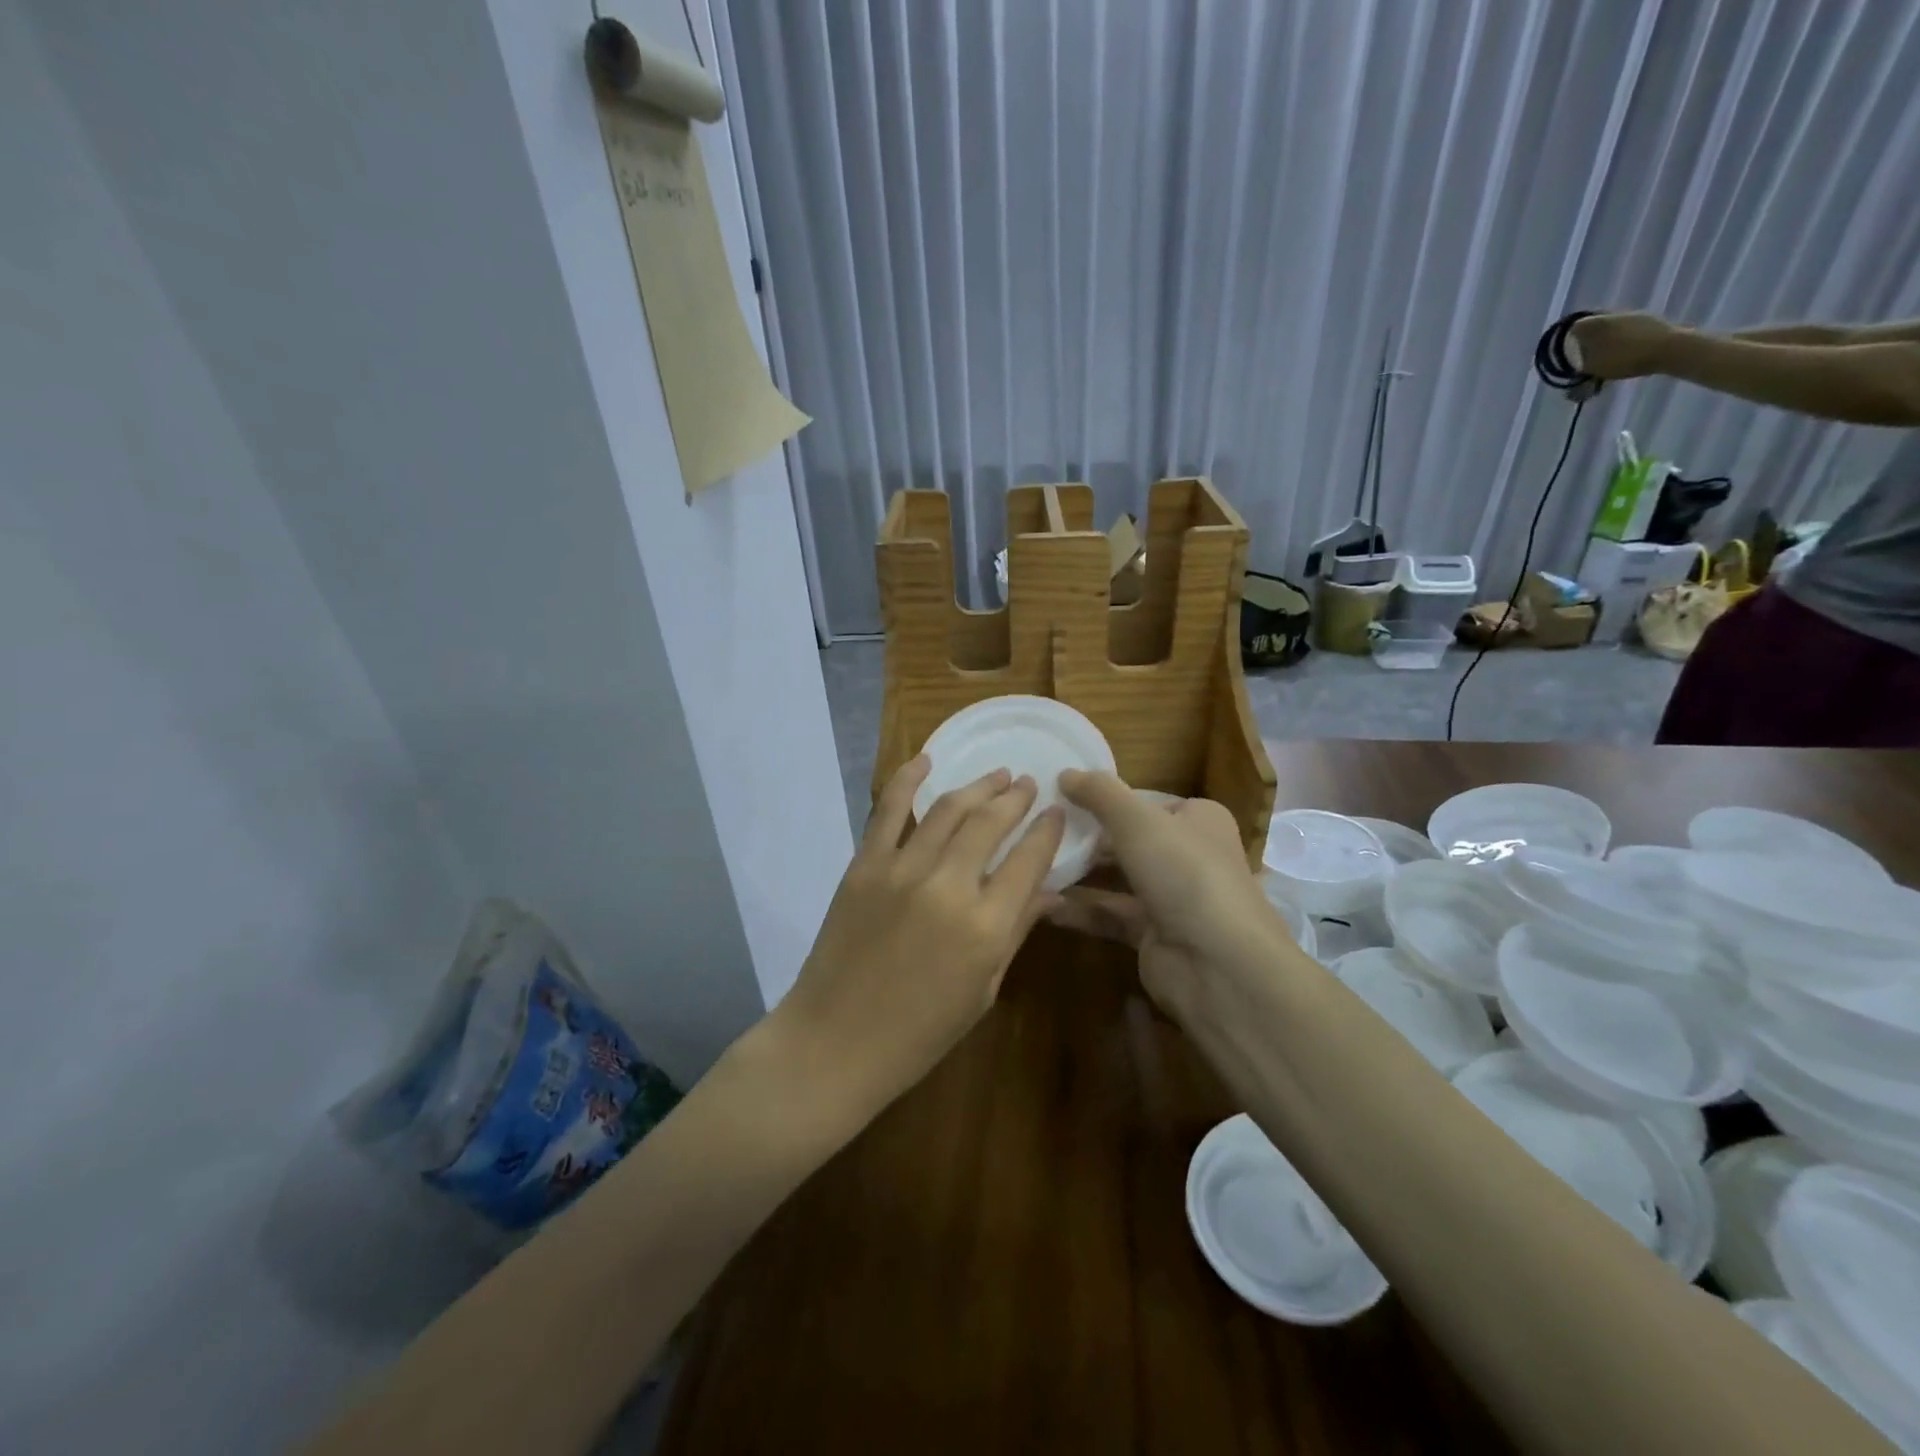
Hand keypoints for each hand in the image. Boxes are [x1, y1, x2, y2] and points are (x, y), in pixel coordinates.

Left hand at [771, 756, 1064, 1113]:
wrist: (836, 1041)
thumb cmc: (919, 1033)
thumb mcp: (983, 991)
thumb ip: (1016, 932)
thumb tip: (1050, 892)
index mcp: (986, 927)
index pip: (1029, 861)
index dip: (1047, 831)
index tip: (1057, 812)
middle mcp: (948, 887)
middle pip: (991, 824)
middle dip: (1016, 799)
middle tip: (1028, 784)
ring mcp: (901, 871)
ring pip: (948, 810)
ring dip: (977, 787)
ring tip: (997, 774)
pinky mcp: (864, 865)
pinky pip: (888, 811)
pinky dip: (907, 780)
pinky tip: (926, 760)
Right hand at [1046, 773, 1301, 1031]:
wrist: (1218, 964)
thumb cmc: (1184, 873)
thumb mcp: (1137, 820)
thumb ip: (1099, 793)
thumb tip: (1064, 772)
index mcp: (1198, 819)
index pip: (1145, 802)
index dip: (1106, 799)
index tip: (1061, 798)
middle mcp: (1189, 855)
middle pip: (1129, 839)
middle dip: (1086, 838)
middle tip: (1039, 830)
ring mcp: (1173, 898)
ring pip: (1118, 878)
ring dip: (1079, 873)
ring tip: (1033, 862)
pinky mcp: (1154, 935)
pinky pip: (1111, 914)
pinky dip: (1081, 909)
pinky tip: (1044, 903)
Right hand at [1569, 311, 1680, 379]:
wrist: (1669, 348)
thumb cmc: (1625, 358)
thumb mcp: (1593, 368)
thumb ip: (1579, 366)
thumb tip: (1577, 364)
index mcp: (1594, 323)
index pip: (1574, 327)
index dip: (1569, 340)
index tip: (1570, 354)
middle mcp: (1612, 314)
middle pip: (1594, 327)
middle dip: (1589, 341)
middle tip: (1588, 359)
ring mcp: (1634, 315)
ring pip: (1612, 328)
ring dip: (1608, 341)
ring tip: (1608, 359)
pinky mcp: (1650, 320)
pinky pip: (1629, 330)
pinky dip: (1624, 341)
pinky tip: (1626, 354)